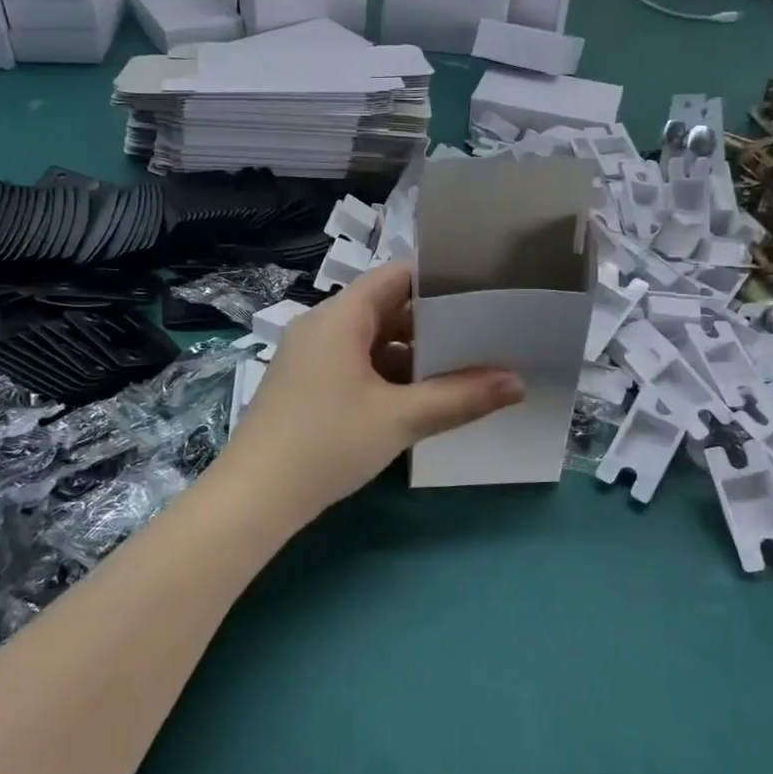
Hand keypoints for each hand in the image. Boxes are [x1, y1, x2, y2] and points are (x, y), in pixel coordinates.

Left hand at [219, 263, 523, 521]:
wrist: (254, 497)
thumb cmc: (327, 443)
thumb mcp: (400, 419)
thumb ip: (460, 397)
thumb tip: (518, 382)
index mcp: (340, 317)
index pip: (396, 276)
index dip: (439, 280)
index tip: (481, 293)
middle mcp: (322, 327)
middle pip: (385, 308)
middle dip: (433, 324)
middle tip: (482, 337)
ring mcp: (310, 358)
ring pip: (371, 341)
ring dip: (411, 356)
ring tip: (460, 371)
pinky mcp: (306, 386)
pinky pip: (355, 366)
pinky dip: (387, 376)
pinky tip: (417, 401)